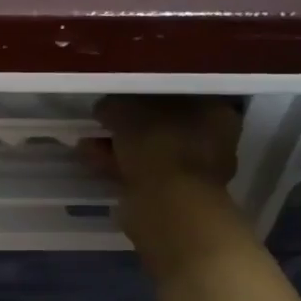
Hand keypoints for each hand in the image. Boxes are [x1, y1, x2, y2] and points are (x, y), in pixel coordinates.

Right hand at [88, 96, 241, 190]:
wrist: (168, 205)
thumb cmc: (158, 145)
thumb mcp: (127, 112)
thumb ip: (114, 105)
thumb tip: (105, 108)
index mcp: (215, 112)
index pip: (176, 95)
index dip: (144, 96)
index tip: (118, 100)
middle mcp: (213, 141)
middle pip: (162, 125)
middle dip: (128, 126)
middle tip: (101, 123)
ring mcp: (195, 172)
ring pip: (149, 152)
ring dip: (118, 147)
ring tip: (86, 143)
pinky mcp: (174, 195)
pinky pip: (141, 173)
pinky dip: (118, 166)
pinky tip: (92, 160)